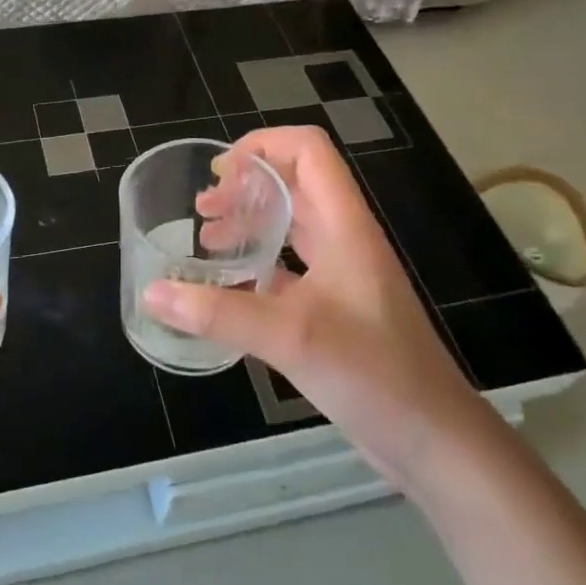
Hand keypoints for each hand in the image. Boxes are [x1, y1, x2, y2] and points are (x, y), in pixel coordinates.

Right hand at [143, 126, 493, 490]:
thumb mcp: (290, 337)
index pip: (308, 150)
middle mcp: (345, 238)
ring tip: (208, 242)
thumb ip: (218, 313)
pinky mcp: (338, 306)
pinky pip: (291, 266)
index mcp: (344, 225)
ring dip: (250, 222)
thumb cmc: (373, 373)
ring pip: (292, 225)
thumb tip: (151, 294)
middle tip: (202, 210)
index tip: (219, 172)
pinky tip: (228, 289)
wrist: (434, 439)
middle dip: (245, 186)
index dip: (263, 145)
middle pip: (295, 183)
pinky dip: (257, 264)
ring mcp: (343, 273)